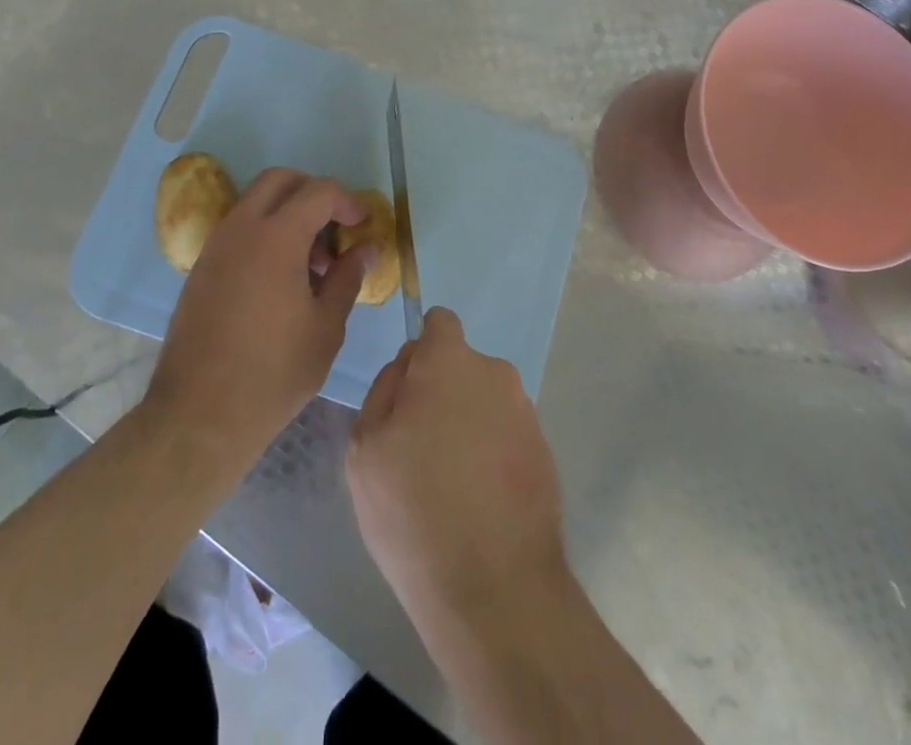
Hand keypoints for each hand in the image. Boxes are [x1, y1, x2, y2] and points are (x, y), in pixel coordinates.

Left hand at [145, 168, 369, 466]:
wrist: (198, 416)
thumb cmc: (273, 373)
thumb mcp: (326, 328)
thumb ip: (347, 278)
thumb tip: (364, 250)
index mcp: (276, 237)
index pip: (319, 191)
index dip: (347, 201)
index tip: (363, 225)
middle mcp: (241, 229)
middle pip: (280, 181)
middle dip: (313, 193)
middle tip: (335, 228)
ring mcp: (215, 246)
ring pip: (256, 203)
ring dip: (287, 214)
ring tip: (311, 263)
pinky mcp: (201, 268)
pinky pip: (239, 229)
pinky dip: (264, 233)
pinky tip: (280, 279)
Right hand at [347, 308, 568, 634]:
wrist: (496, 588)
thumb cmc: (414, 510)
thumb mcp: (365, 447)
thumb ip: (385, 389)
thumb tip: (408, 366)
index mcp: (450, 361)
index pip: (439, 323)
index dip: (420, 351)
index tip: (408, 393)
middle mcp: (495, 373)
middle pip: (461, 367)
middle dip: (441, 392)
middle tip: (419, 449)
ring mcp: (526, 412)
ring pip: (484, 402)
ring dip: (467, 425)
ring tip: (449, 485)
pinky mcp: (545, 451)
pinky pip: (506, 435)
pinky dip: (492, 454)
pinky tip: (478, 502)